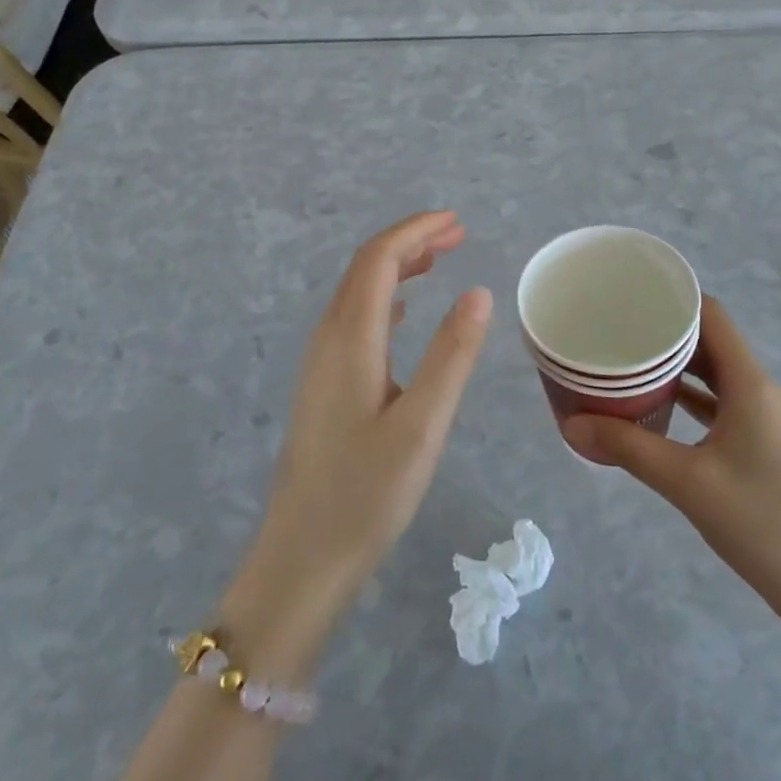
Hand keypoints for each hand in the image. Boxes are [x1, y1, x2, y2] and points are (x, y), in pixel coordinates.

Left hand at [220, 212, 491, 676]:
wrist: (302, 559)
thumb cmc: (366, 495)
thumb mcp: (423, 425)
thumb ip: (451, 355)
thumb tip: (478, 292)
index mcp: (351, 338)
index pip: (379, 259)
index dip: (416, 231)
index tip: (457, 222)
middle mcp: (329, 338)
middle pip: (365, 267)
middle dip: (410, 241)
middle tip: (458, 234)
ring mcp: (321, 361)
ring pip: (359, 291)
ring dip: (398, 266)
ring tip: (440, 260)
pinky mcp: (324, 384)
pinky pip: (355, 318)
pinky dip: (386, 297)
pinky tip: (406, 310)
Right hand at [561, 297, 780, 637]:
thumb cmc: (763, 523)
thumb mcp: (688, 482)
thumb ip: (629, 448)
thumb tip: (572, 424)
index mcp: (749, 383)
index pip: (711, 315)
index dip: (673, 297)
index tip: (630, 294)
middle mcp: (757, 390)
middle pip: (709, 341)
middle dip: (664, 330)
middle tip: (614, 327)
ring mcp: (760, 418)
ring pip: (712, 374)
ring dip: (674, 365)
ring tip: (625, 359)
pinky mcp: (758, 445)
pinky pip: (717, 404)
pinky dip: (687, 398)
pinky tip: (654, 406)